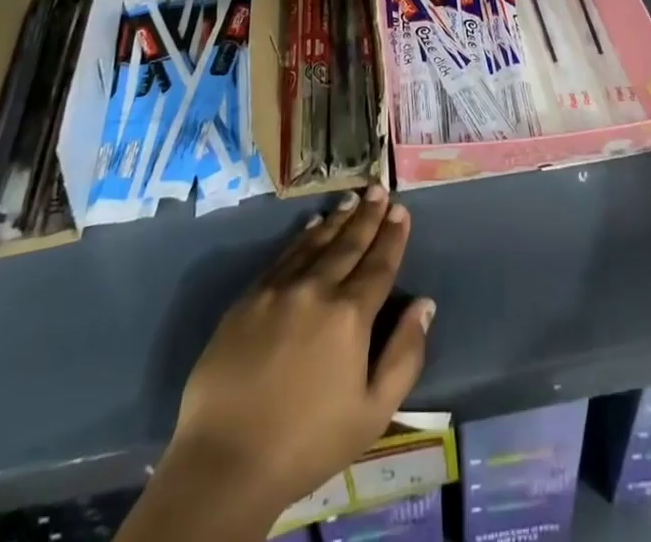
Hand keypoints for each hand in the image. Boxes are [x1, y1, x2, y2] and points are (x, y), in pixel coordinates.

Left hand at [165, 186, 434, 518]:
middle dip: (367, 215)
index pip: (379, 265)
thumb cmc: (308, 443)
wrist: (225, 461)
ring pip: (315, 242)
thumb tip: (425, 305)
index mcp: (350, 316)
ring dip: (337, 219)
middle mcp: (317, 289)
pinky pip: (283, 256)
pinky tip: (311, 225)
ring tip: (351, 199)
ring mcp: (279, 290)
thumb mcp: (372, 413)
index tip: (400, 210)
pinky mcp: (249, 298)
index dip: (392, 236)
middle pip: (349, 244)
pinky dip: (302, 236)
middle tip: (378, 188)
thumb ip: (404, 355)